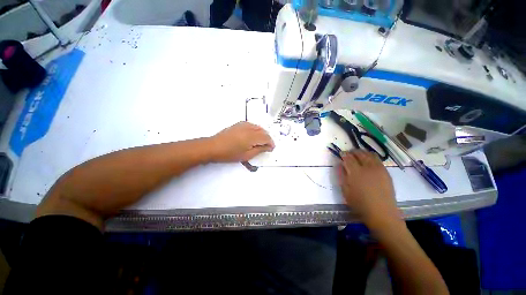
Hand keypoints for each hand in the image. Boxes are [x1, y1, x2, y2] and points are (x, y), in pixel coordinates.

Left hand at [209, 122, 274, 161]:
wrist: (213, 147)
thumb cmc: (229, 154)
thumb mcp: (246, 155)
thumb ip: (259, 150)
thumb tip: (268, 147)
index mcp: (251, 136)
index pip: (266, 137)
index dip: (271, 143)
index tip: (271, 148)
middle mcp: (249, 128)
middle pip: (263, 131)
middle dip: (267, 138)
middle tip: (267, 146)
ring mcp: (243, 124)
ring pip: (258, 127)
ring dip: (262, 134)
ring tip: (261, 142)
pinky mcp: (239, 124)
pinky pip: (252, 125)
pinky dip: (256, 129)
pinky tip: (254, 135)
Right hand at [338, 150, 399, 226]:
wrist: (382, 213)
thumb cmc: (360, 203)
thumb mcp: (345, 190)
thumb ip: (342, 175)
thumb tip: (340, 165)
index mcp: (356, 172)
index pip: (348, 158)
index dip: (344, 154)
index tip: (341, 153)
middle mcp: (368, 168)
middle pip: (360, 153)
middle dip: (353, 151)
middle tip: (348, 153)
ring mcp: (379, 169)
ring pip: (370, 154)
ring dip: (362, 152)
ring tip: (358, 155)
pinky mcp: (386, 172)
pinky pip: (378, 160)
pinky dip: (371, 157)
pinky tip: (368, 161)